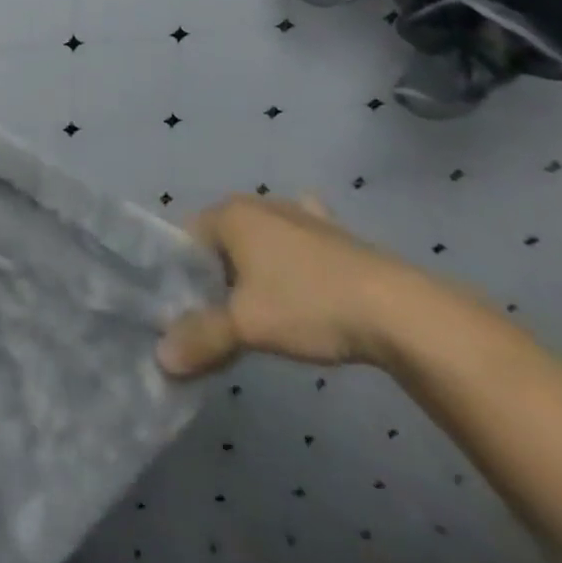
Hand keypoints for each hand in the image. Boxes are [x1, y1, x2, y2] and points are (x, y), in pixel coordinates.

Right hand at [156, 194, 426, 378]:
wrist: (400, 311)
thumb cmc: (308, 305)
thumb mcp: (246, 326)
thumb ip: (201, 338)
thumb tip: (161, 358)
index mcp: (230, 213)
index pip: (185, 237)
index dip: (182, 275)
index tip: (188, 311)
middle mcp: (259, 204)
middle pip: (221, 238)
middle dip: (217, 274)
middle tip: (222, 318)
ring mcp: (299, 214)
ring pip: (259, 239)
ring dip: (254, 268)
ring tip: (261, 309)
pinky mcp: (335, 233)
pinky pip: (299, 238)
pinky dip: (293, 253)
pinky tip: (301, 271)